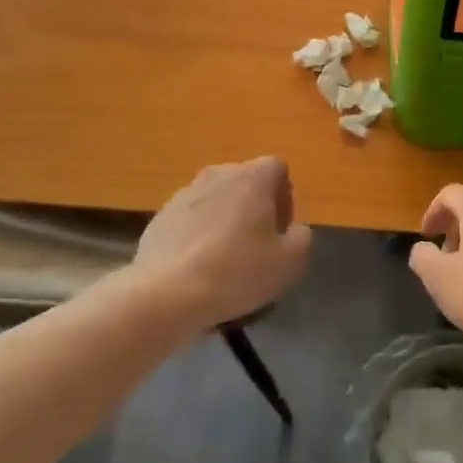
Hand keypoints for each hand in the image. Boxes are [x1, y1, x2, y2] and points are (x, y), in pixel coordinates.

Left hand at [133, 157, 311, 328]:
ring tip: (224, 260)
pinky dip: (198, 234)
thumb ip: (301, 236)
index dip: (284, 197)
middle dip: (255, 208)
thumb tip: (293, 228)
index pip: (278, 169)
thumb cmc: (236, 271)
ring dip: (225, 220)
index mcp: (252, 177)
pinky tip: (197, 268)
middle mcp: (218, 173)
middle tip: (257, 245)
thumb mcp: (289, 261)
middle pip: (246, 182)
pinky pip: (191, 218)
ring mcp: (185, 192)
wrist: (166, 294)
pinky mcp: (161, 215)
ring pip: (217, 200)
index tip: (280, 230)